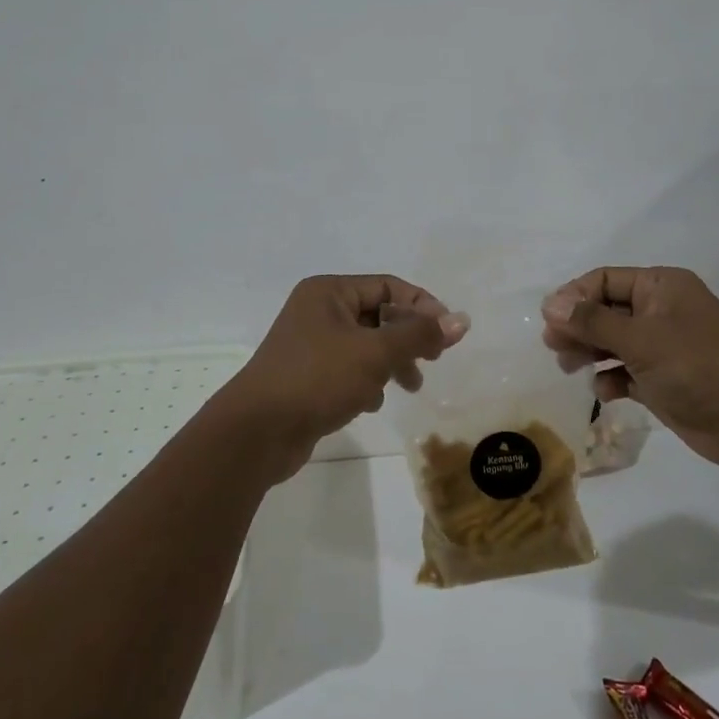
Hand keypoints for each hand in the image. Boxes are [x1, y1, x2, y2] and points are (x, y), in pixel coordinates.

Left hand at [225, 275, 470, 482]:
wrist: (257, 432)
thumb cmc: (317, 379)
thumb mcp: (375, 353)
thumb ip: (419, 335)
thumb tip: (461, 320)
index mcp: (329, 292)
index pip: (388, 287)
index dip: (422, 306)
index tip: (448, 335)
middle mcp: (318, 311)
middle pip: (378, 315)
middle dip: (408, 338)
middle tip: (432, 360)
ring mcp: (310, 344)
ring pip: (365, 345)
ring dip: (391, 363)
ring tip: (410, 387)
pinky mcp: (307, 376)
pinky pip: (348, 369)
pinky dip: (366, 382)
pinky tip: (371, 403)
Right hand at [541, 266, 718, 475]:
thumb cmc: (697, 367)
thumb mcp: (641, 339)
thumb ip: (592, 322)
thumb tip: (549, 304)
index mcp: (661, 287)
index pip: (605, 280)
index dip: (574, 297)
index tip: (549, 320)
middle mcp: (661, 311)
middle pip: (606, 311)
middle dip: (578, 326)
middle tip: (552, 347)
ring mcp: (664, 347)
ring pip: (613, 342)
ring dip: (590, 352)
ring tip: (568, 367)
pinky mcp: (664, 380)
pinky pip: (627, 372)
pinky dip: (612, 379)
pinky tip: (605, 392)